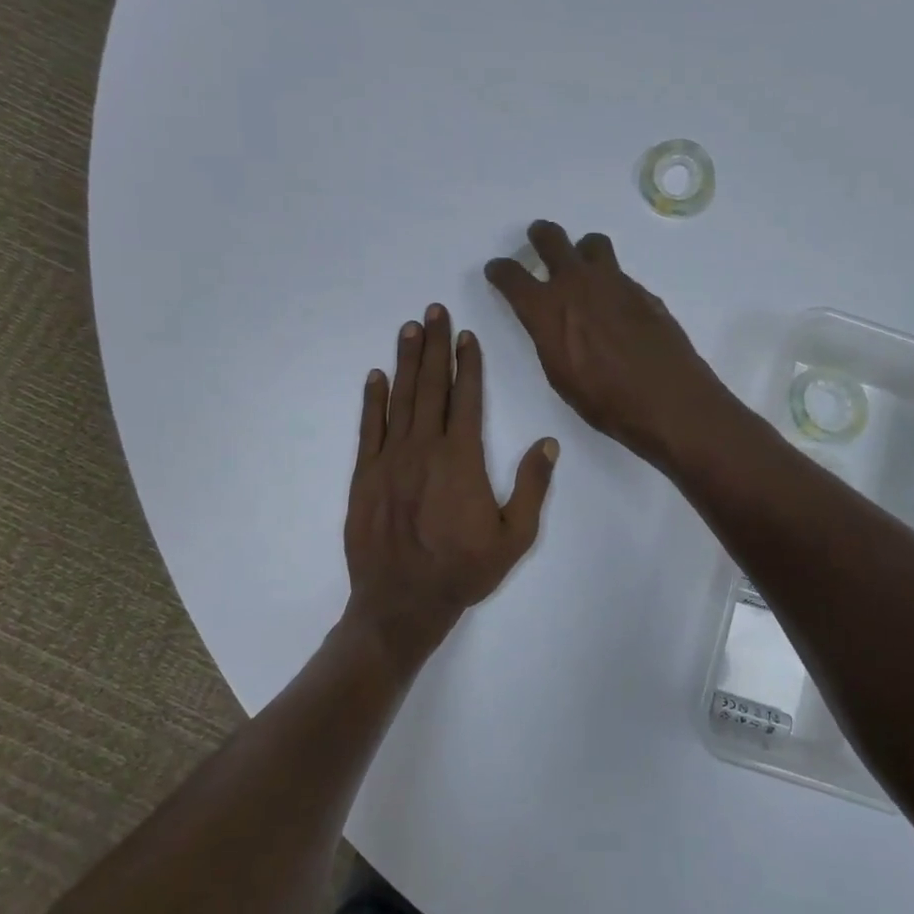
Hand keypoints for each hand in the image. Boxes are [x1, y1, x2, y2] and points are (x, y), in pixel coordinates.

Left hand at [344, 304, 557, 673]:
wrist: (402, 603)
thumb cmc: (463, 571)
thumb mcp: (515, 537)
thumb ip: (531, 487)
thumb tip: (548, 443)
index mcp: (462, 459)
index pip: (466, 398)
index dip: (467, 363)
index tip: (465, 335)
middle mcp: (424, 449)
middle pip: (431, 387)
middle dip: (434, 346)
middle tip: (433, 310)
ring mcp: (390, 460)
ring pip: (400, 399)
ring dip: (406, 361)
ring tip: (409, 328)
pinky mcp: (365, 475)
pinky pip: (369, 428)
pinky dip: (372, 400)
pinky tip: (376, 376)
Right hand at [484, 221, 732, 467]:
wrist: (667, 400)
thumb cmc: (605, 401)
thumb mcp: (560, 376)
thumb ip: (551, 338)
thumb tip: (554, 323)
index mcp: (547, 309)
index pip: (512, 276)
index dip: (500, 271)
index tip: (498, 269)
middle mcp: (577, 284)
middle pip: (552, 239)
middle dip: (541, 236)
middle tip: (539, 238)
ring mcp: (614, 283)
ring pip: (593, 245)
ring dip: (582, 249)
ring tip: (585, 265)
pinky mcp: (643, 292)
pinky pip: (620, 274)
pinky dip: (611, 282)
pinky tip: (617, 307)